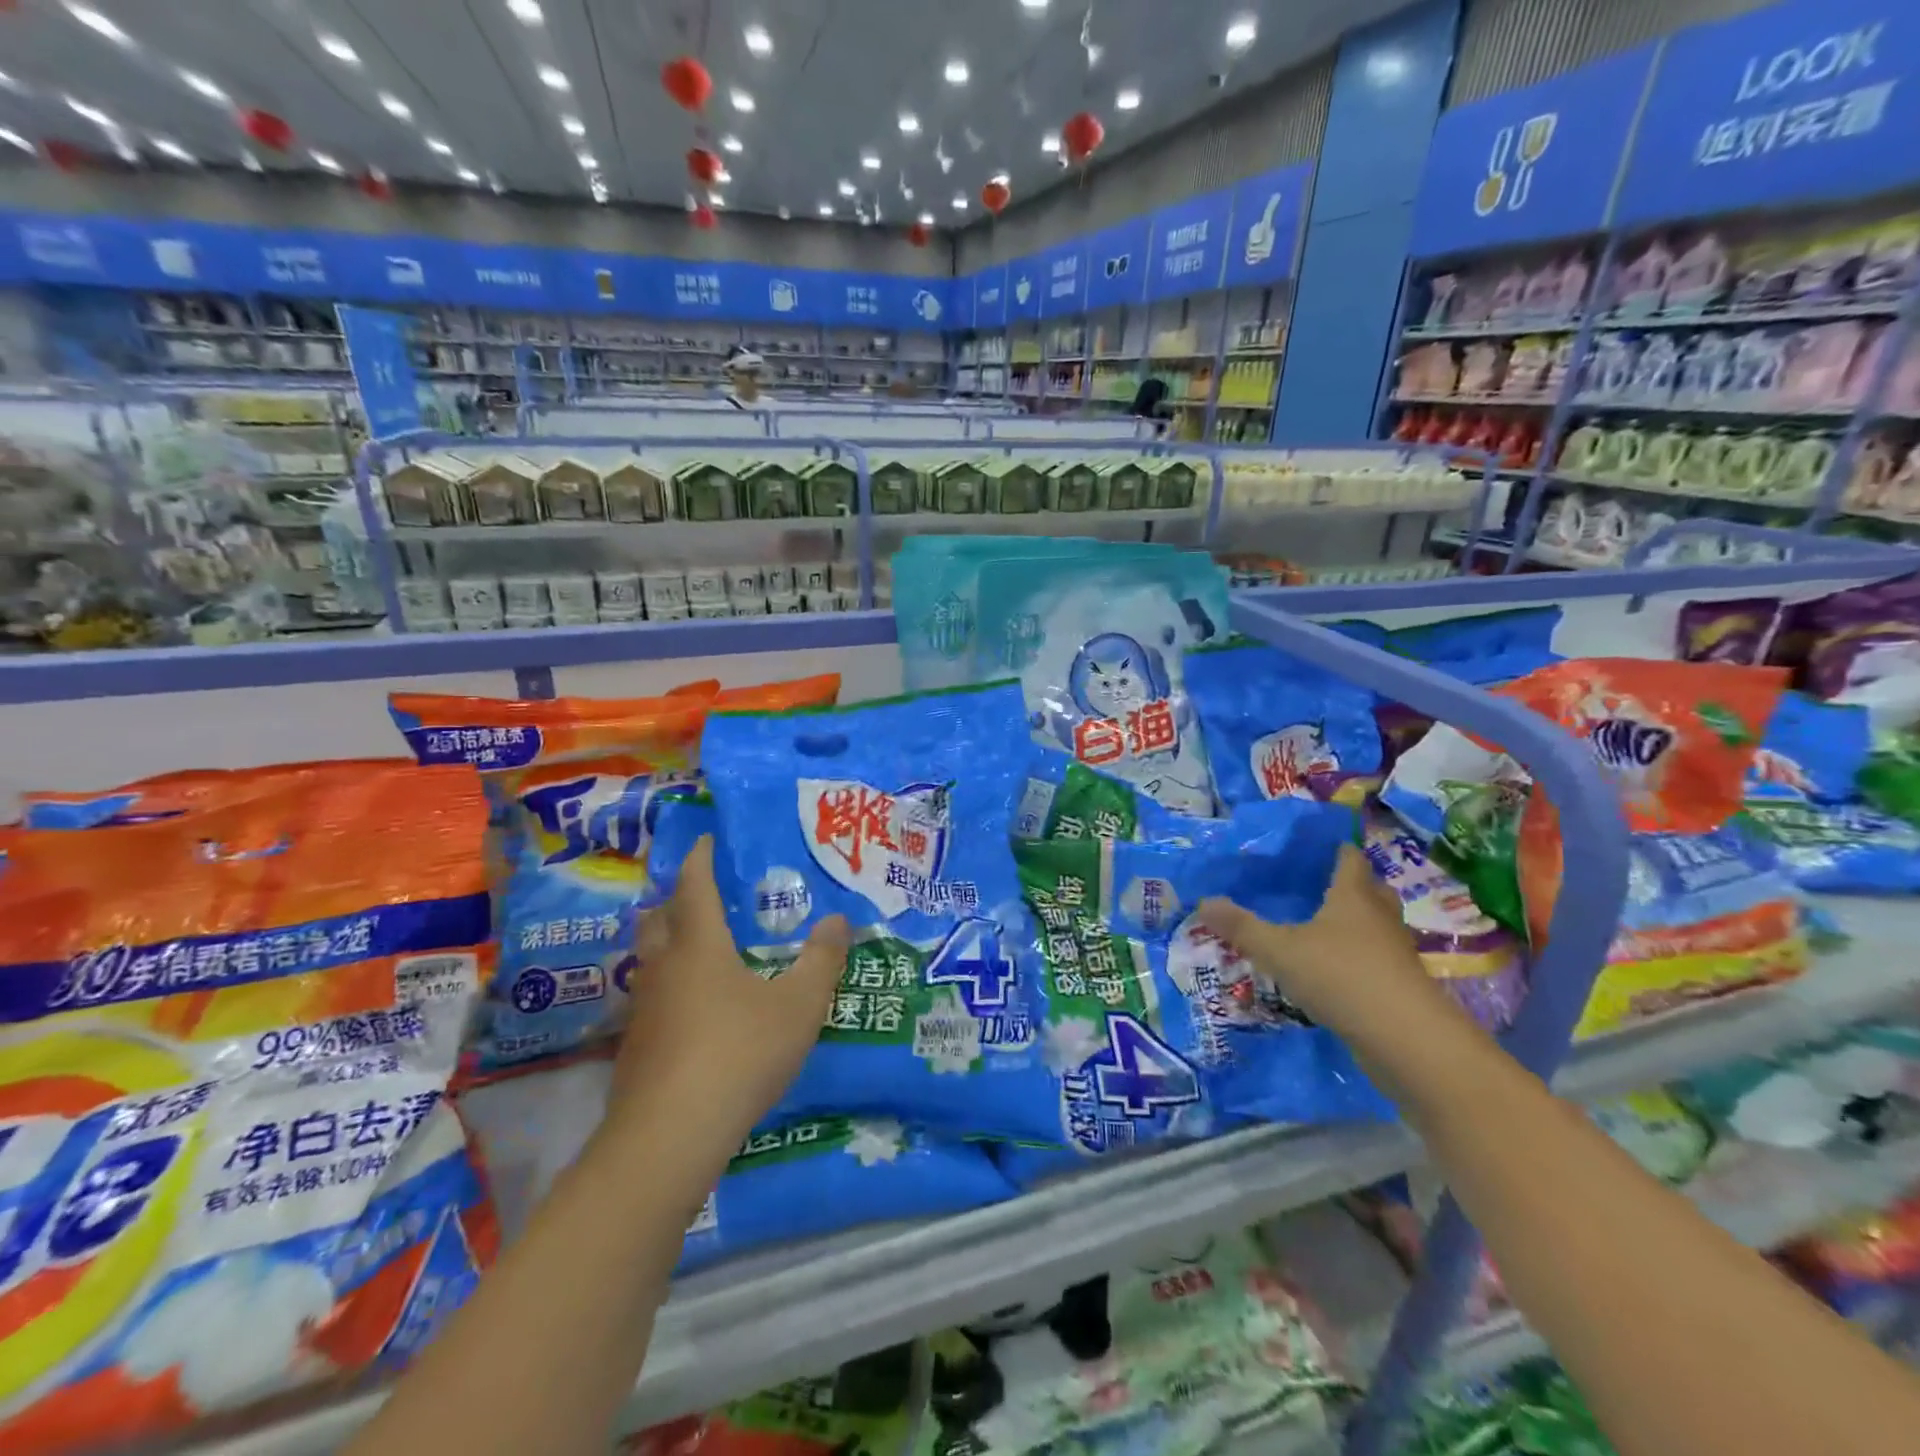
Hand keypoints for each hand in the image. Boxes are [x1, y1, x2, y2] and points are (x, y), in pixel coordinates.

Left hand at [608, 837, 848, 1172]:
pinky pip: (651, 1000)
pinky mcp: (634, 1049)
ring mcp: (643, 1010)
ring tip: (701, 951)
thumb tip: (838, 920)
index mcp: (699, 946)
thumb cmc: (739, 1053)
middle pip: (658, 919)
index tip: (706, 840)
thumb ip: (821, 961)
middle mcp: (663, 968)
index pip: (693, 886)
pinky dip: (668, 990)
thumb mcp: (798, 1006)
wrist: (669, 1136)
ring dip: (668, 946)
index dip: (700, 859)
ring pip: (648, 962)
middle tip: (703, 896)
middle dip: (675, 901)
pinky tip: (692, 1012)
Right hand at [1198, 842, 1460, 1049]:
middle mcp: (1379, 917)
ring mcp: (1395, 953)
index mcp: (1353, 896)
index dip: (1335, 849)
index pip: (1349, 858)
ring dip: (1357, 923)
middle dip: (1350, 884)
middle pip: (1370, 889)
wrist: (1407, 1040)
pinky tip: (1333, 970)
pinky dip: (1358, 958)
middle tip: (1317, 884)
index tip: (1316, 846)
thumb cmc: (1341, 977)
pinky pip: (1377, 960)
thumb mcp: (1278, 950)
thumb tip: (1203, 901)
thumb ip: (1241, 927)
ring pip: (1377, 926)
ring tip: (1323, 926)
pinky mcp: (1400, 986)